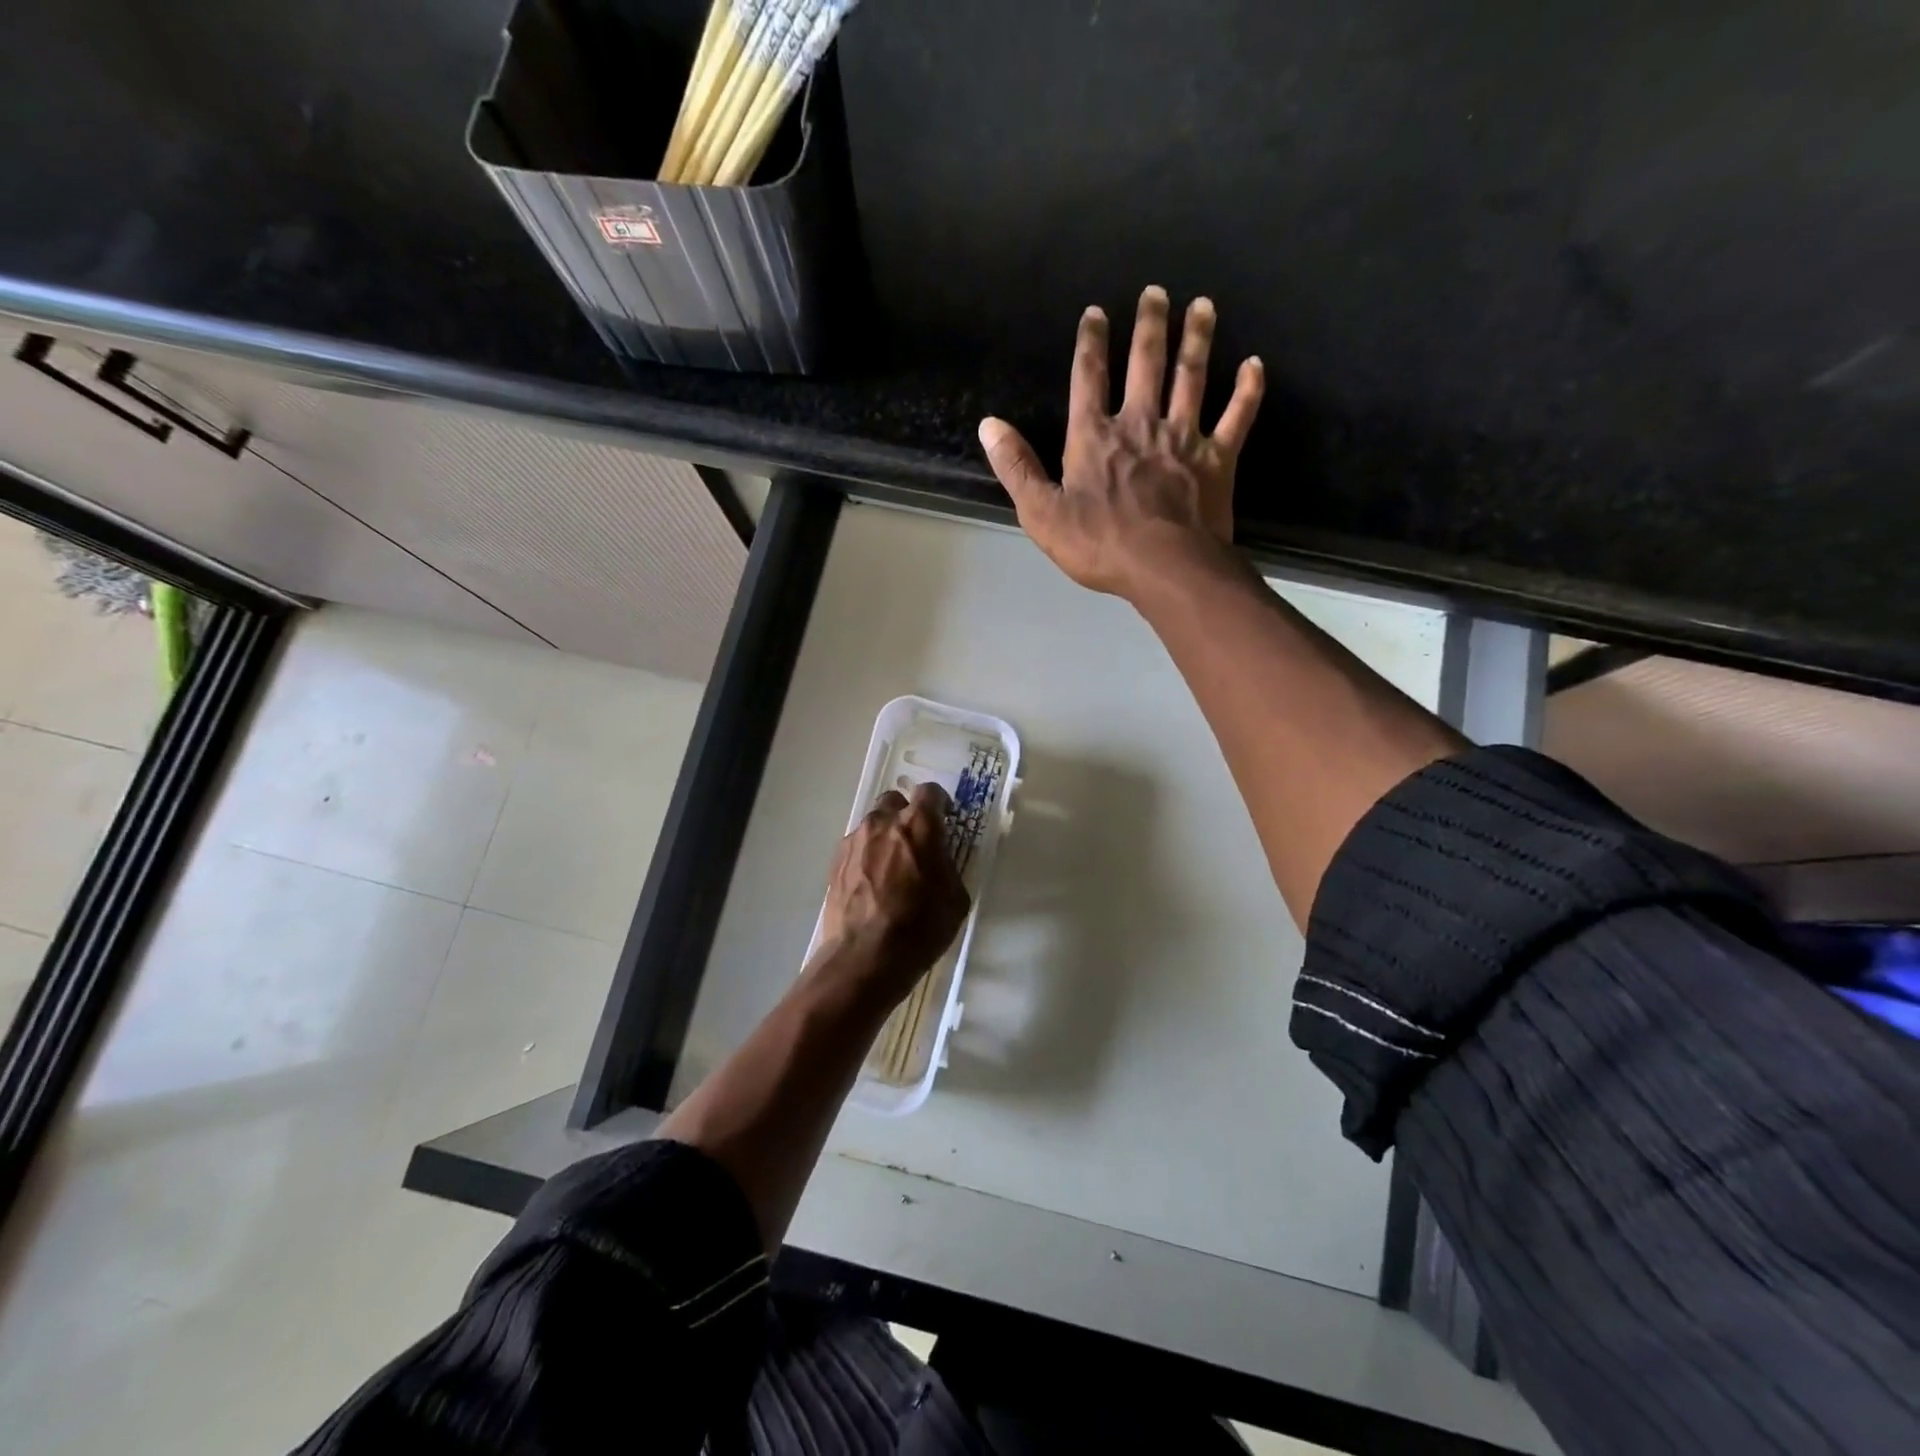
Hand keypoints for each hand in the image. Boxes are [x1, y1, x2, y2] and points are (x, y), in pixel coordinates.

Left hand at [813, 783, 970, 1004]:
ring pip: (873, 823)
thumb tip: (938, 857)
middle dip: (907, 814)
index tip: (944, 820)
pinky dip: (867, 855)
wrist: (865, 957)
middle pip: (895, 801)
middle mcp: (883, 822)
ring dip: (885, 835)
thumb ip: (947, 865)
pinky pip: (856, 846)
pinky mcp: (836, 861)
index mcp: (918, 825)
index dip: (939, 804)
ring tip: (891, 867)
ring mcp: (855, 840)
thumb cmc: (920, 927)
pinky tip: (872, 883)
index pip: (930, 792)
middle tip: (916, 842)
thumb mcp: (955, 897)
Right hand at [977, 284, 1264, 601]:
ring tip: (1203, 306)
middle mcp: (1140, 424)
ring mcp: (1183, 438)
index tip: (1096, 312)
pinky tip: (1255, 364)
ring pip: (1192, 377)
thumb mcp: (1042, 513)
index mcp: (1095, 437)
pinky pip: (1237, 416)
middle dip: (1150, 325)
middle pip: (1146, 364)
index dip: (1091, 343)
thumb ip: (1017, 467)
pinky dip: (1248, 390)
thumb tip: (989, 425)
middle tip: (1156, 292)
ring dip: (1197, 339)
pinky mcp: (1218, 458)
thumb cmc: (1100, 545)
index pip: (1089, 378)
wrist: (1165, 567)